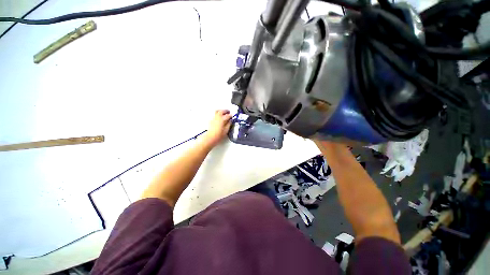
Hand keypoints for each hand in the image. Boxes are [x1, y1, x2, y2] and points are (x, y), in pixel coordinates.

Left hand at [202, 110, 231, 147]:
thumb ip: (229, 124)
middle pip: (222, 111)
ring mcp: (213, 118)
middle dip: (226, 111)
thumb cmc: (218, 135)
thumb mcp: (226, 130)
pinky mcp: (211, 120)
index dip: (231, 115)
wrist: (210, 138)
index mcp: (222, 119)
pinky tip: (219, 117)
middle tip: (229, 112)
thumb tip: (230, 121)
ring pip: (217, 111)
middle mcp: (217, 117)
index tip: (232, 116)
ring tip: (224, 112)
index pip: (228, 115)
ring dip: (221, 111)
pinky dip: (218, 114)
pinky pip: (215, 114)